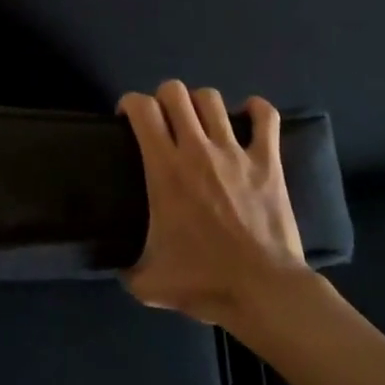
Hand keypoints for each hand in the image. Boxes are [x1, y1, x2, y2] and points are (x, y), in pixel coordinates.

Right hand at [118, 80, 312, 328]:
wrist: (263, 292)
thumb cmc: (204, 283)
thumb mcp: (148, 282)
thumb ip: (126, 268)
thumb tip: (117, 266)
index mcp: (165, 169)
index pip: (142, 108)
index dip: (130, 103)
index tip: (128, 119)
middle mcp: (197, 149)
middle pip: (175, 92)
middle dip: (164, 98)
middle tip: (164, 121)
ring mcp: (234, 152)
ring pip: (212, 99)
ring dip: (201, 104)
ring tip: (200, 122)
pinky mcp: (268, 161)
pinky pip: (265, 117)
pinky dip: (255, 110)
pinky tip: (248, 116)